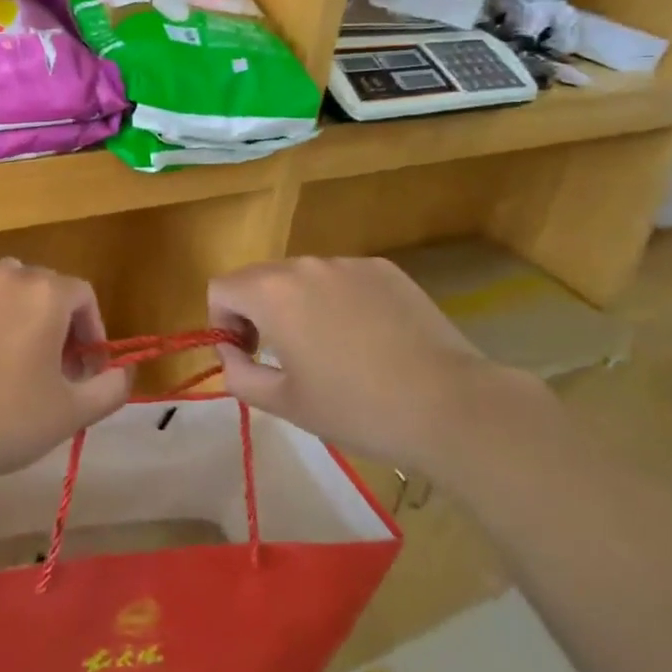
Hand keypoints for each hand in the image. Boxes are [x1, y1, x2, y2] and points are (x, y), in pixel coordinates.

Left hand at [0, 259, 130, 478]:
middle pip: (44, 287)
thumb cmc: (8, 416)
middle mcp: (7, 275)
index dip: (92, 330)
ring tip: (12, 357)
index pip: (83, 295)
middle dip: (56, 321)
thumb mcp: (72, 412)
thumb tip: (124, 373)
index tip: (84, 368)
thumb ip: (110, 388)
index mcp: (45, 293)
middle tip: (51, 366)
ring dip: (18, 314)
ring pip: (5, 288)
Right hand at [208, 256, 546, 473]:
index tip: (246, 356)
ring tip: (332, 351)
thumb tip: (232, 354)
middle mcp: (305, 265)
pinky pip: (343, 279)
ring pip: (303, 278)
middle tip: (283, 358)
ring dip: (299, 306)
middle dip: (258, 313)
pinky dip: (339, 302)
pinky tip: (369, 340)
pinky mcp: (385, 270)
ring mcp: (349, 263)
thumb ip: (238, 374)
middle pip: (260, 279)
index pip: (221, 288)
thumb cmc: (356, 408)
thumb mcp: (284, 404)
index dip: (222, 322)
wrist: (450, 406)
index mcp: (272, 292)